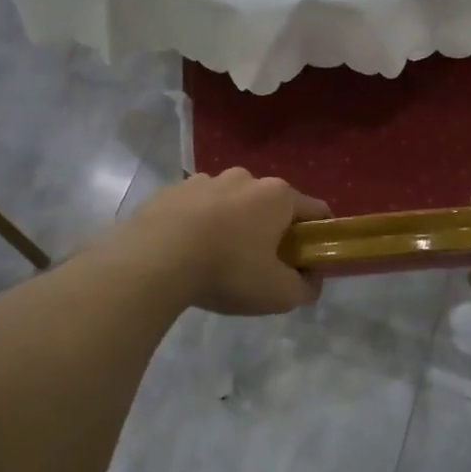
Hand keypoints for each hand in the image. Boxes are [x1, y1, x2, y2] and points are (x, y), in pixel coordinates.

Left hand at [118, 168, 330, 315]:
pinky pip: (196, 208)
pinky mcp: (171, 190)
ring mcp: (204, 180)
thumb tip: (311, 281)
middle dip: (271, 231)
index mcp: (277, 195)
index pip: (316, 210)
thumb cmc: (227, 271)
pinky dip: (198, 225)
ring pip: (231, 204)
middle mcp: (244, 178)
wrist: (152, 260)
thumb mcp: (279, 293)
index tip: (307, 262)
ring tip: (215, 260)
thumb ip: (306, 288)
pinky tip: (186, 253)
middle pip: (271, 205)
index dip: (318, 237)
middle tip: (260, 266)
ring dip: (232, 225)